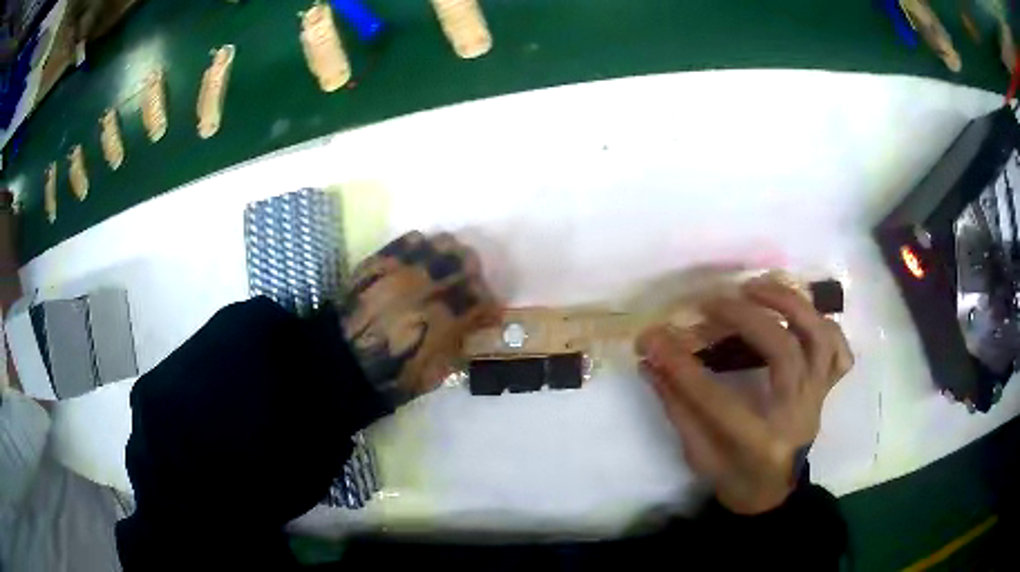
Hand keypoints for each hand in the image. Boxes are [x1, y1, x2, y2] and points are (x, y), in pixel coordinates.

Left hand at [341, 231, 499, 403]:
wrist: (343, 362)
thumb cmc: (393, 375)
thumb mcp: (438, 373)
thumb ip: (460, 343)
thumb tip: (472, 327)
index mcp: (448, 316)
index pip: (484, 297)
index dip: (488, 305)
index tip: (485, 313)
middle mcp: (432, 285)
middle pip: (468, 261)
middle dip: (473, 275)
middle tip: (466, 286)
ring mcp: (406, 267)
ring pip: (443, 242)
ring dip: (449, 256)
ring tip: (442, 269)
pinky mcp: (384, 259)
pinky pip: (411, 239)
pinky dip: (420, 248)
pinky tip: (416, 262)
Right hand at [636, 277, 852, 514]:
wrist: (772, 493)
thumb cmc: (734, 478)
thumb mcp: (697, 455)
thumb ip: (677, 406)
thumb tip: (650, 360)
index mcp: (759, 444)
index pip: (716, 399)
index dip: (681, 366)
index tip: (652, 338)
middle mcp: (796, 415)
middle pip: (783, 352)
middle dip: (745, 318)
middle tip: (713, 302)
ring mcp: (817, 397)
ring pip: (819, 338)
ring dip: (790, 304)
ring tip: (757, 286)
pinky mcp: (826, 388)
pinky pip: (840, 350)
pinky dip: (825, 324)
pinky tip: (799, 314)